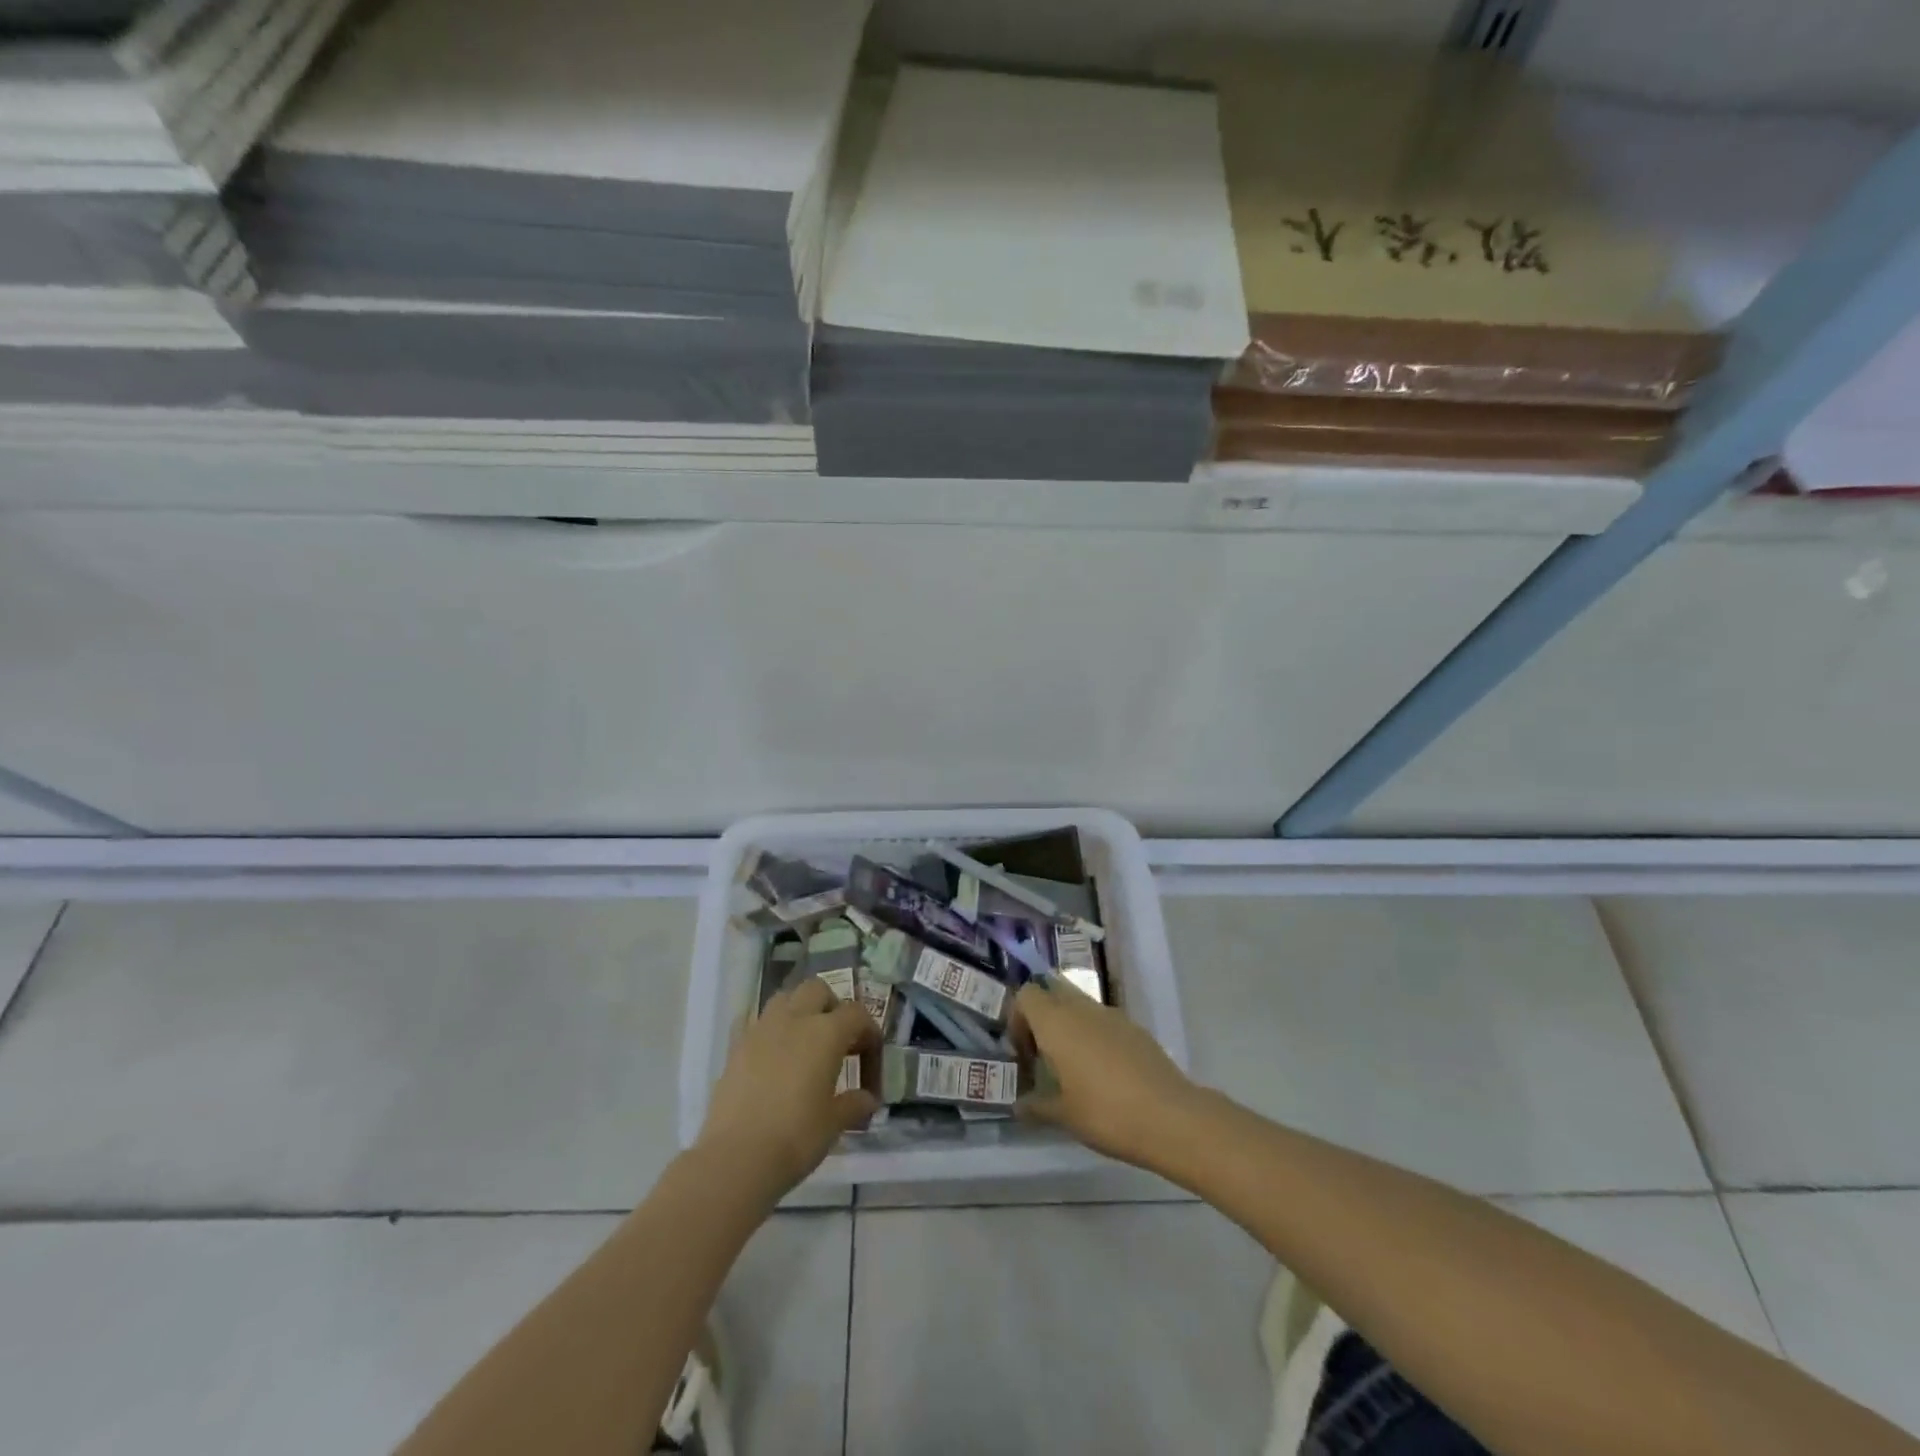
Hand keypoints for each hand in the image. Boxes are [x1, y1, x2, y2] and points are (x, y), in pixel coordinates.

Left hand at [698, 976, 880, 1197]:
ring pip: (784, 998)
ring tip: (802, 1042)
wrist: (736, 1158)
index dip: (868, 1032)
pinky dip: (764, 1029)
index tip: (869, 1060)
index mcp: (826, 1033)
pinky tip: (767, 1051)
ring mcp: (761, 1029)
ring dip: (797, 1011)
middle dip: (831, 1007)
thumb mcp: (834, 1123)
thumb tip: (867, 1099)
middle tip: (836, 1039)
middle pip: (818, 990)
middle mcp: (795, 1020)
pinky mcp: (735, 1046)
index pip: (857, 1014)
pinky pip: (752, 1021)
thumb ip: (854, 1104)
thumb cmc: (796, 1138)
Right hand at [1009, 979, 1203, 1169]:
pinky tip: (1105, 1074)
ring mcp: (1112, 1015)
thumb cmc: (1105, 1113)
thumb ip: (1036, 1106)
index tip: (1025, 1054)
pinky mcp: (1135, 1028)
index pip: (1026, 995)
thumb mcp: (1063, 1116)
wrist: (1171, 1117)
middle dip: (1043, 1018)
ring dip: (1070, 1027)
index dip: (1018, 1019)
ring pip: (1080, 1006)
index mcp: (1056, 1022)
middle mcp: (1082, 1008)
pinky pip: (1104, 1021)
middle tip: (1044, 1056)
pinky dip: (1095, 1036)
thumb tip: (1018, 1105)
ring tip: (1074, 1069)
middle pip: (1052, 993)